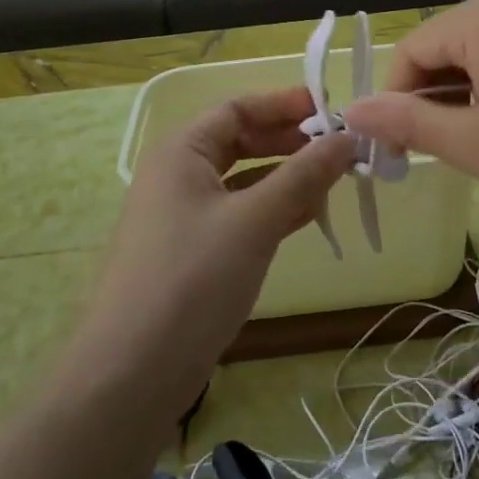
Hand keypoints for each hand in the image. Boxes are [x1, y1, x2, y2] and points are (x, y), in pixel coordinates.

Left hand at [72, 87, 354, 413]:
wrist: (132, 374)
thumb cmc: (192, 280)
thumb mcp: (254, 221)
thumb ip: (303, 176)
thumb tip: (346, 138)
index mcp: (181, 152)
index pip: (237, 109)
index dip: (284, 104)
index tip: (331, 109)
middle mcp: (178, 176)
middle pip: (240, 142)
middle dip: (289, 142)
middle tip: (338, 149)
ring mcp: (183, 216)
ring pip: (243, 181)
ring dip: (286, 178)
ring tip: (333, 182)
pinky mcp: (192, 253)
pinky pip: (239, 215)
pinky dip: (272, 211)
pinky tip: (307, 217)